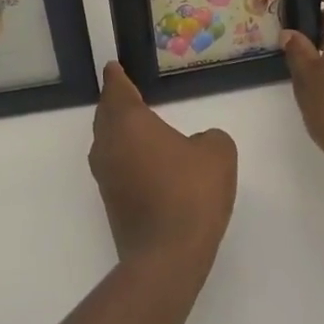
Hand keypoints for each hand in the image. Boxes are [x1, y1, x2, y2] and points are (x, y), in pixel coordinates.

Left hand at [88, 62, 236, 274]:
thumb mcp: (217, 153)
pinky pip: (115, 166)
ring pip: (107, 142)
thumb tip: (197, 144)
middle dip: (115, 103)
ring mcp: (106, 177)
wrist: (168, 255)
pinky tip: (144, 161)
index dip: (117, 77)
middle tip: (125, 91)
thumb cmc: (191, 193)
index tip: (114, 67)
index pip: (117, 91)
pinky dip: (125, 155)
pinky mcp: (111, 203)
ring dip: (118, 130)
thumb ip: (209, 138)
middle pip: (106, 116)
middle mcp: (109, 146)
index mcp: (129, 124)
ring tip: (136, 124)